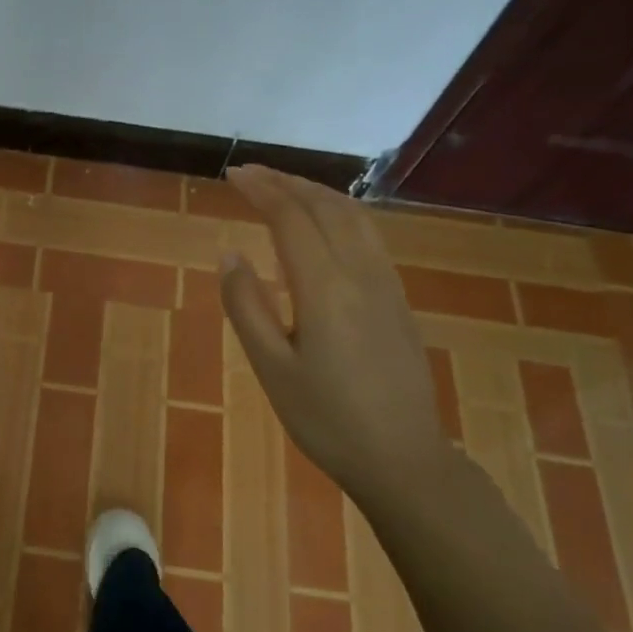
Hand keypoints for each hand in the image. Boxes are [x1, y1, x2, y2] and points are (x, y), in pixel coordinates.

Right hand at [220, 167, 452, 501]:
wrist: (402, 458)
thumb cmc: (326, 419)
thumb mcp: (271, 369)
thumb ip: (246, 307)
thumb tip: (229, 254)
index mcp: (325, 289)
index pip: (291, 219)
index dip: (262, 190)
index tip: (233, 174)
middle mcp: (361, 274)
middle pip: (326, 207)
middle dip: (286, 182)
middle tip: (250, 173)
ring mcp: (386, 284)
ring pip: (354, 217)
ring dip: (316, 192)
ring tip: (283, 187)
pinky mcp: (398, 299)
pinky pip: (368, 236)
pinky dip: (339, 213)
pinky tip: (324, 226)